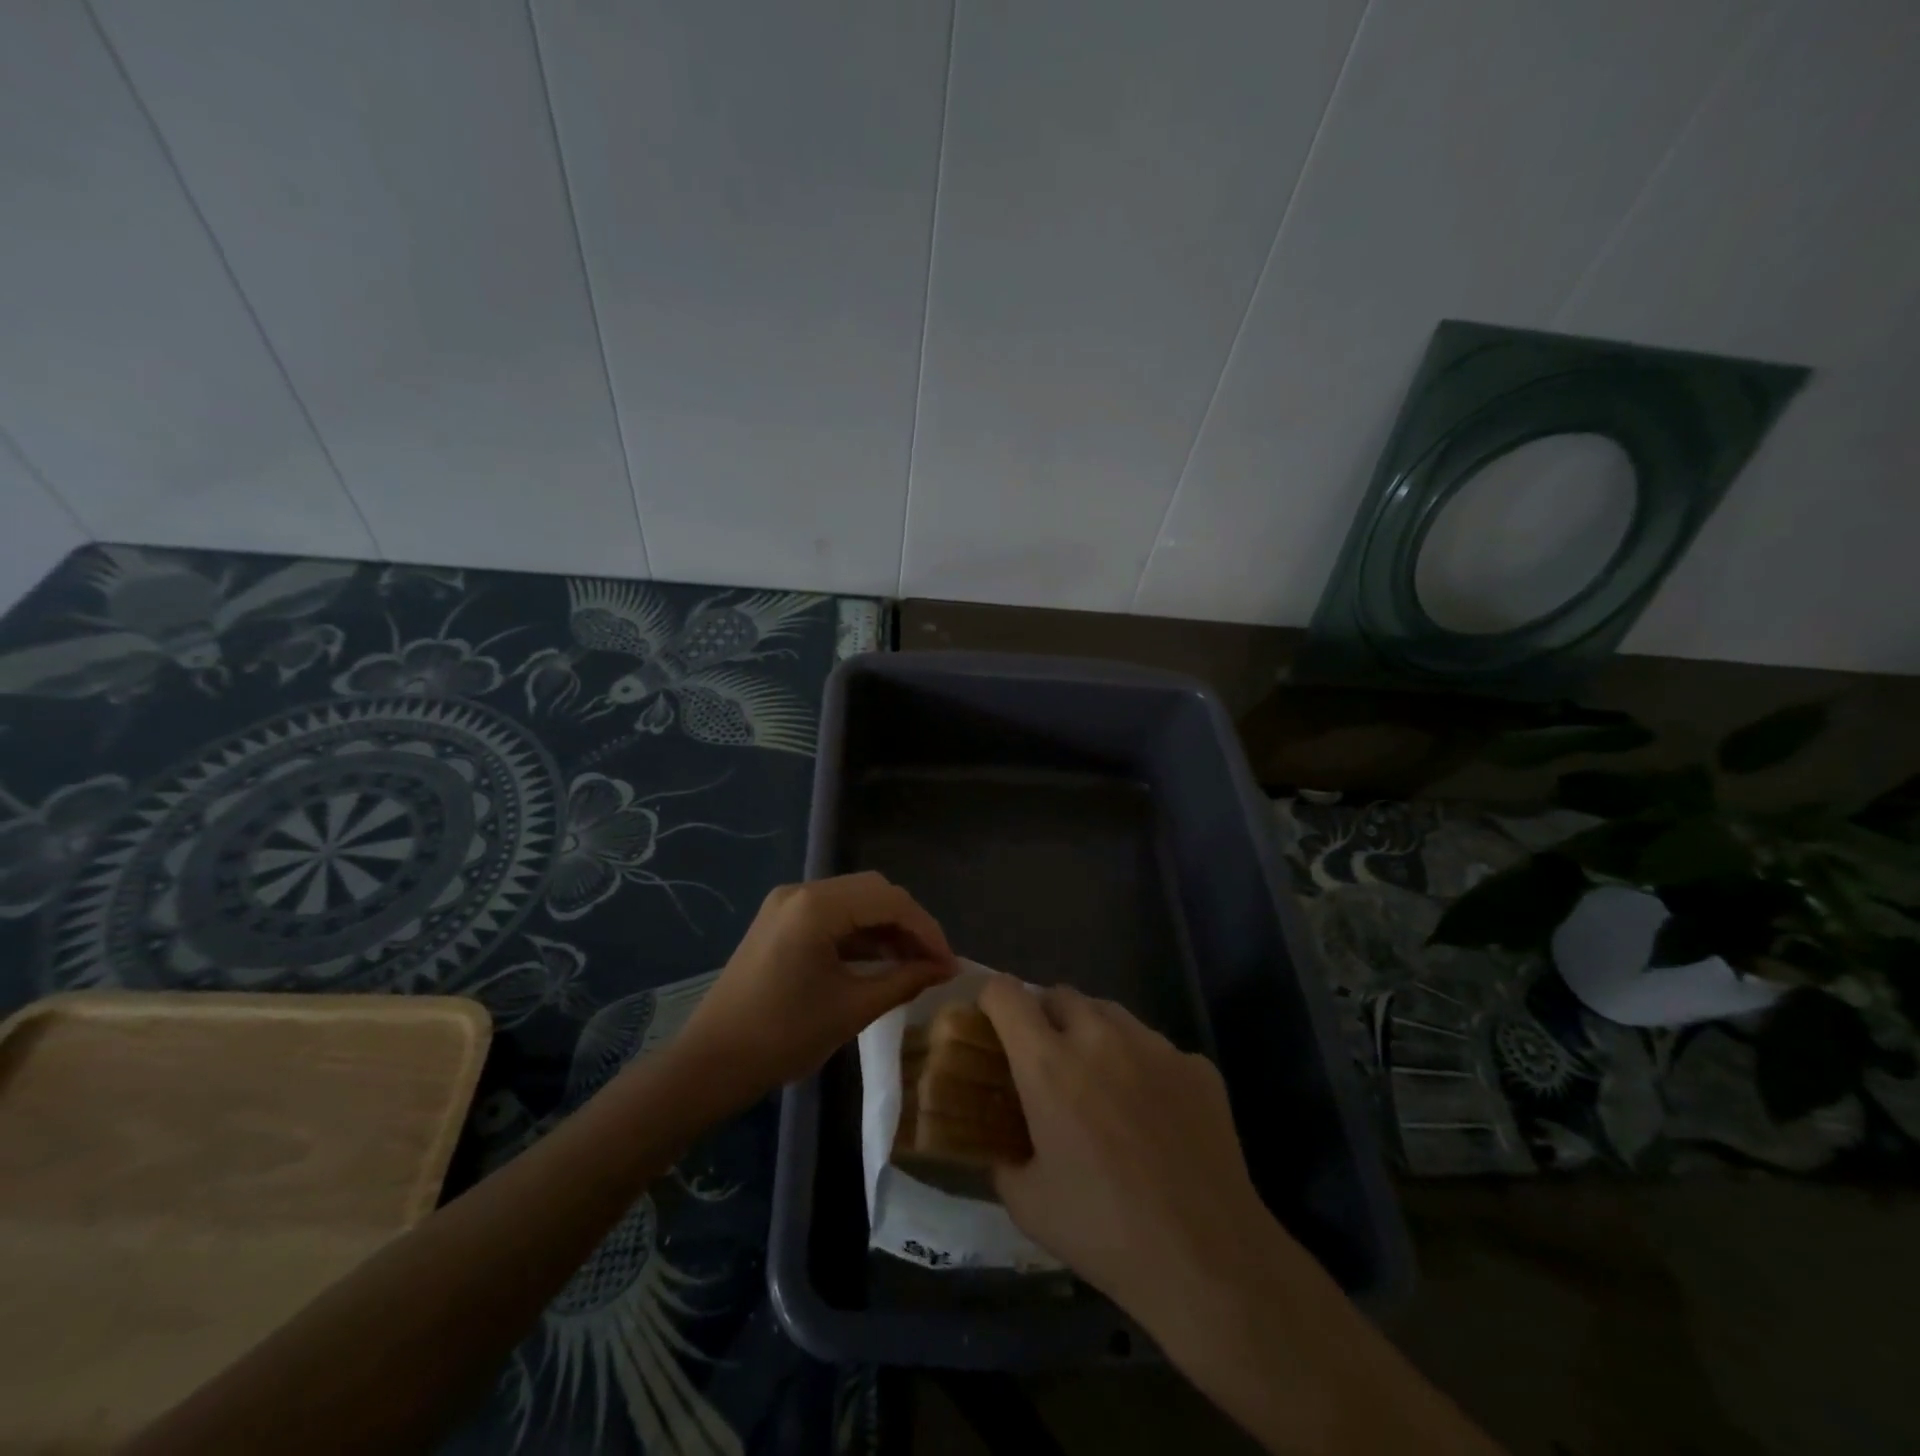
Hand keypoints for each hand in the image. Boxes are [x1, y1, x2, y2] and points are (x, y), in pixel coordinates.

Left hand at [676, 872, 955, 1096]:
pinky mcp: (781, 921)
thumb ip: (903, 981)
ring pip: (855, 901)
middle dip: (910, 924)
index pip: (890, 901)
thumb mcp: (852, 1009)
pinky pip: (833, 915)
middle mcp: (801, 891)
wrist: (710, 1064)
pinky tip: (881, 961)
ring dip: (886, 928)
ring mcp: (787, 904)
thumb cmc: (782, 1037)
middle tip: (934, 962)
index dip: (927, 930)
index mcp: (816, 906)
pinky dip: (861, 933)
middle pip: (874, 892)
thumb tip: (944, 969)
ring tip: (914, 965)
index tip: (950, 964)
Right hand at [979, 977, 1306, 1333]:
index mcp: (1048, 1064)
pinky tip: (1154, 1115)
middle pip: (1060, 994)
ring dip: (1093, 1033)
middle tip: (1047, 1061)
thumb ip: (1004, 1159)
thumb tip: (1002, 1144)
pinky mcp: (1195, 1064)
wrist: (1208, 1260)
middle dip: (1045, 1016)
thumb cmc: (1105, 1232)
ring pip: (1110, 1013)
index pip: (1006, 994)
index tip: (992, 1023)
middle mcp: (1099, 1037)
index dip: (992, 1000)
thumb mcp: (1028, 1205)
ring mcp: (1153, 1045)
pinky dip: (1143, 1066)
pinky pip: (1156, 1047)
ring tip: (1100, 1082)